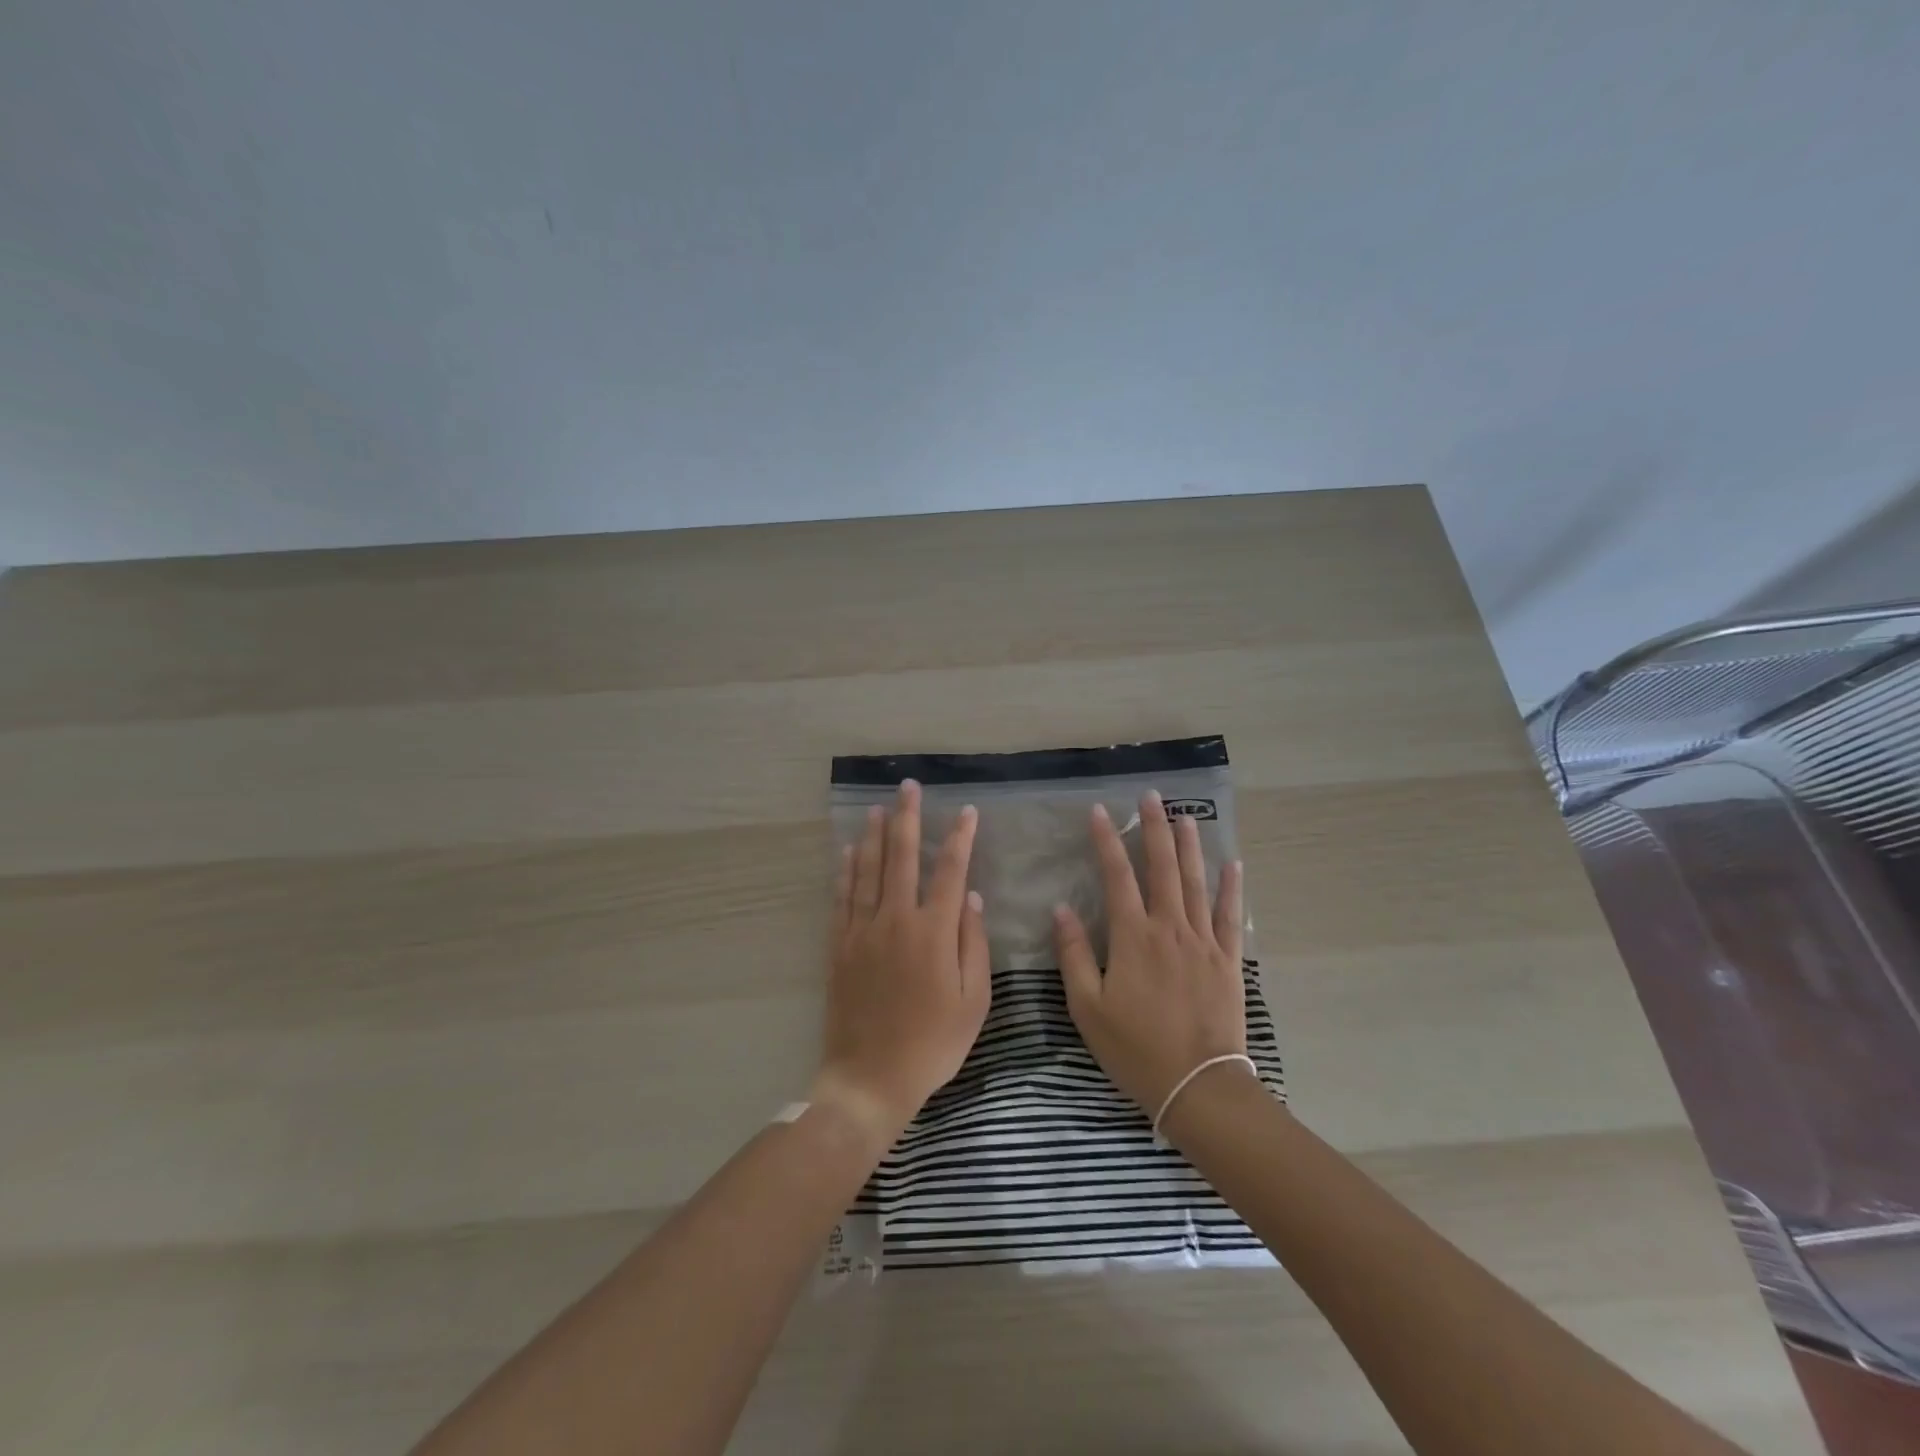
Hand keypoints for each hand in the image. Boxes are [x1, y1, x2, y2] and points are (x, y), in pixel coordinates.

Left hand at [817, 780, 991, 1138]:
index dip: (959, 838)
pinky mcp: (839, 947)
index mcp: (933, 933)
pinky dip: (845, 871)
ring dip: (873, 836)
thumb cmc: (932, 1044)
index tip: (965, 812)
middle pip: (902, 858)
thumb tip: (971, 899)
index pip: (950, 872)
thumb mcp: (973, 1003)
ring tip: (878, 808)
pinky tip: (848, 852)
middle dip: (907, 819)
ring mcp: (862, 932)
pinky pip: (842, 898)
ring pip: (867, 871)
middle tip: (908, 788)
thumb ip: (973, 946)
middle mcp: (896, 921)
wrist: (869, 1078)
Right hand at [1053, 790, 1247, 1117]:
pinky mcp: (1227, 960)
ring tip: (1185, 816)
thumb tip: (1061, 910)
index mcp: (1133, 937)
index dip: (1107, 841)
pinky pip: (1228, 915)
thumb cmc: (1136, 1049)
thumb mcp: (1088, 1007)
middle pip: (1162, 867)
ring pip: (1195, 882)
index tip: (1100, 811)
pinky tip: (1233, 864)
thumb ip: (1075, 955)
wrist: (1199, 1085)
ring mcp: (1203, 941)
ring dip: (1189, 846)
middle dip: (1154, 828)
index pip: (1117, 876)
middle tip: (1151, 796)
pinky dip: (1231, 888)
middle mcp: (1169, 928)